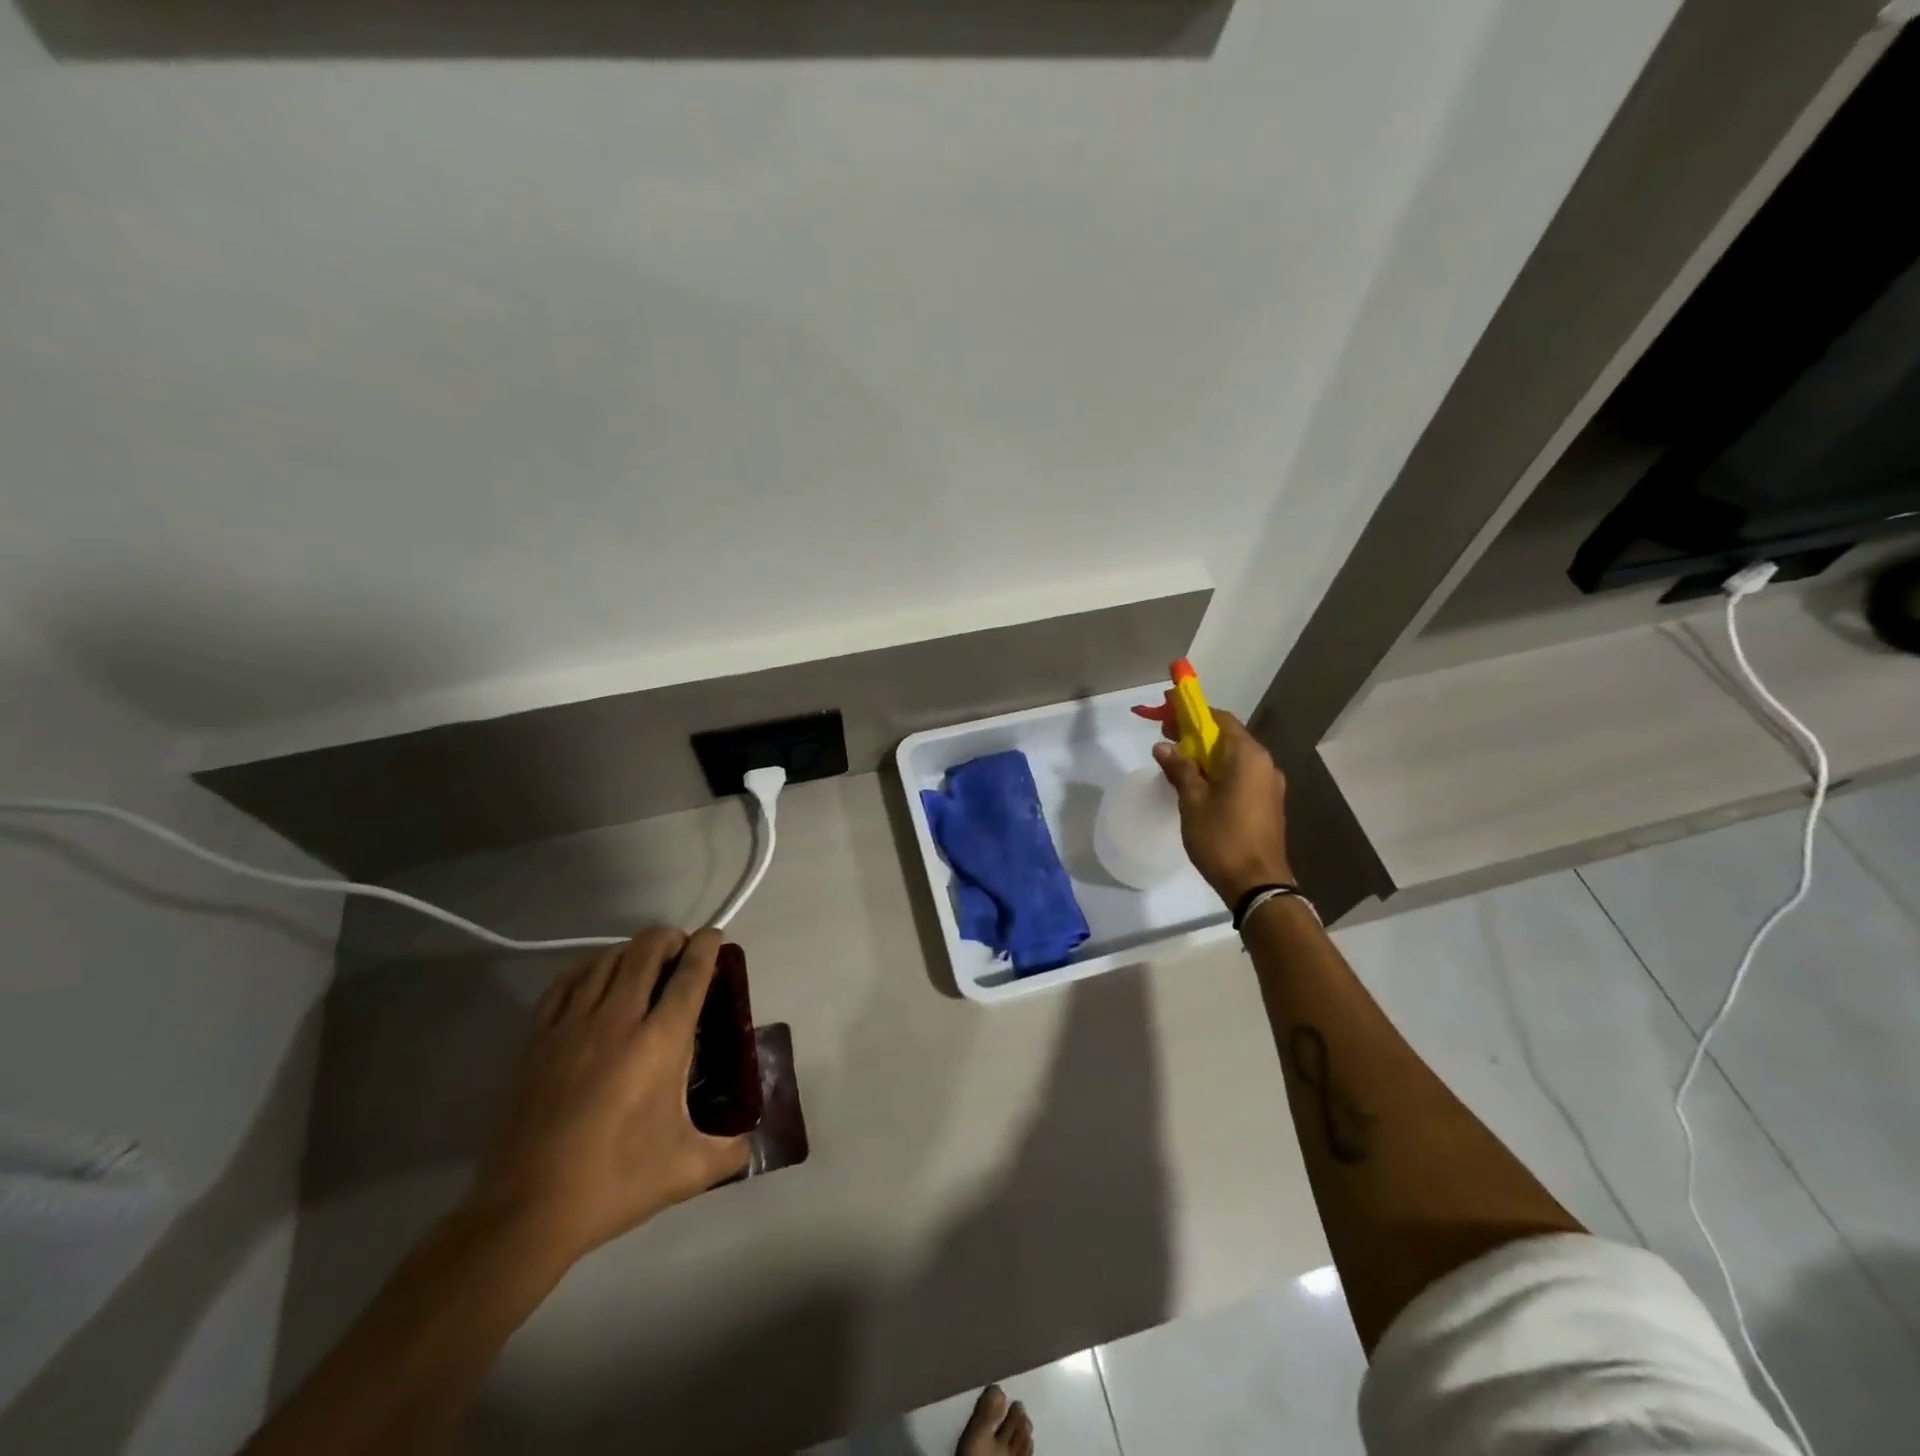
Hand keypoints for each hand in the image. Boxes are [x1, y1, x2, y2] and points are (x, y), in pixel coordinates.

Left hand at [467, 928, 750, 1265]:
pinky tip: (596, 976)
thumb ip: (729, 1152)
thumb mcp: (687, 1171)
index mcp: (660, 1041)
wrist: (527, 1212)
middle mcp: (618, 1020)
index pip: (690, 974)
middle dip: (668, 938)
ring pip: (605, 960)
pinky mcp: (538, 1040)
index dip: (706, 947)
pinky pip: (566, 983)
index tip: (714, 936)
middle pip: (645, 952)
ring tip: (643, 959)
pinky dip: (588, 967)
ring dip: (631, 949)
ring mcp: (572, 1026)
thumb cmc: (615, 1183)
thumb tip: (750, 1144)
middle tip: (681, 947)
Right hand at [1154, 710, 1294, 905]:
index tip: (1168, 716)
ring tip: (1178, 765)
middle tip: (1167, 741)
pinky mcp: (1268, 803)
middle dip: (1197, 736)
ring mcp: (1270, 785)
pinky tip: (1198, 786)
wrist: (1257, 884)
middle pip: (1228, 737)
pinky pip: (1241, 776)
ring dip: (1207, 756)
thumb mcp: (1193, 802)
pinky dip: (1219, 773)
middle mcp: (1265, 764)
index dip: (1193, 714)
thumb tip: (1163, 747)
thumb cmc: (1222, 838)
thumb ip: (1179, 769)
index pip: (1221, 719)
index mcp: (1249, 757)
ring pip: (1234, 758)